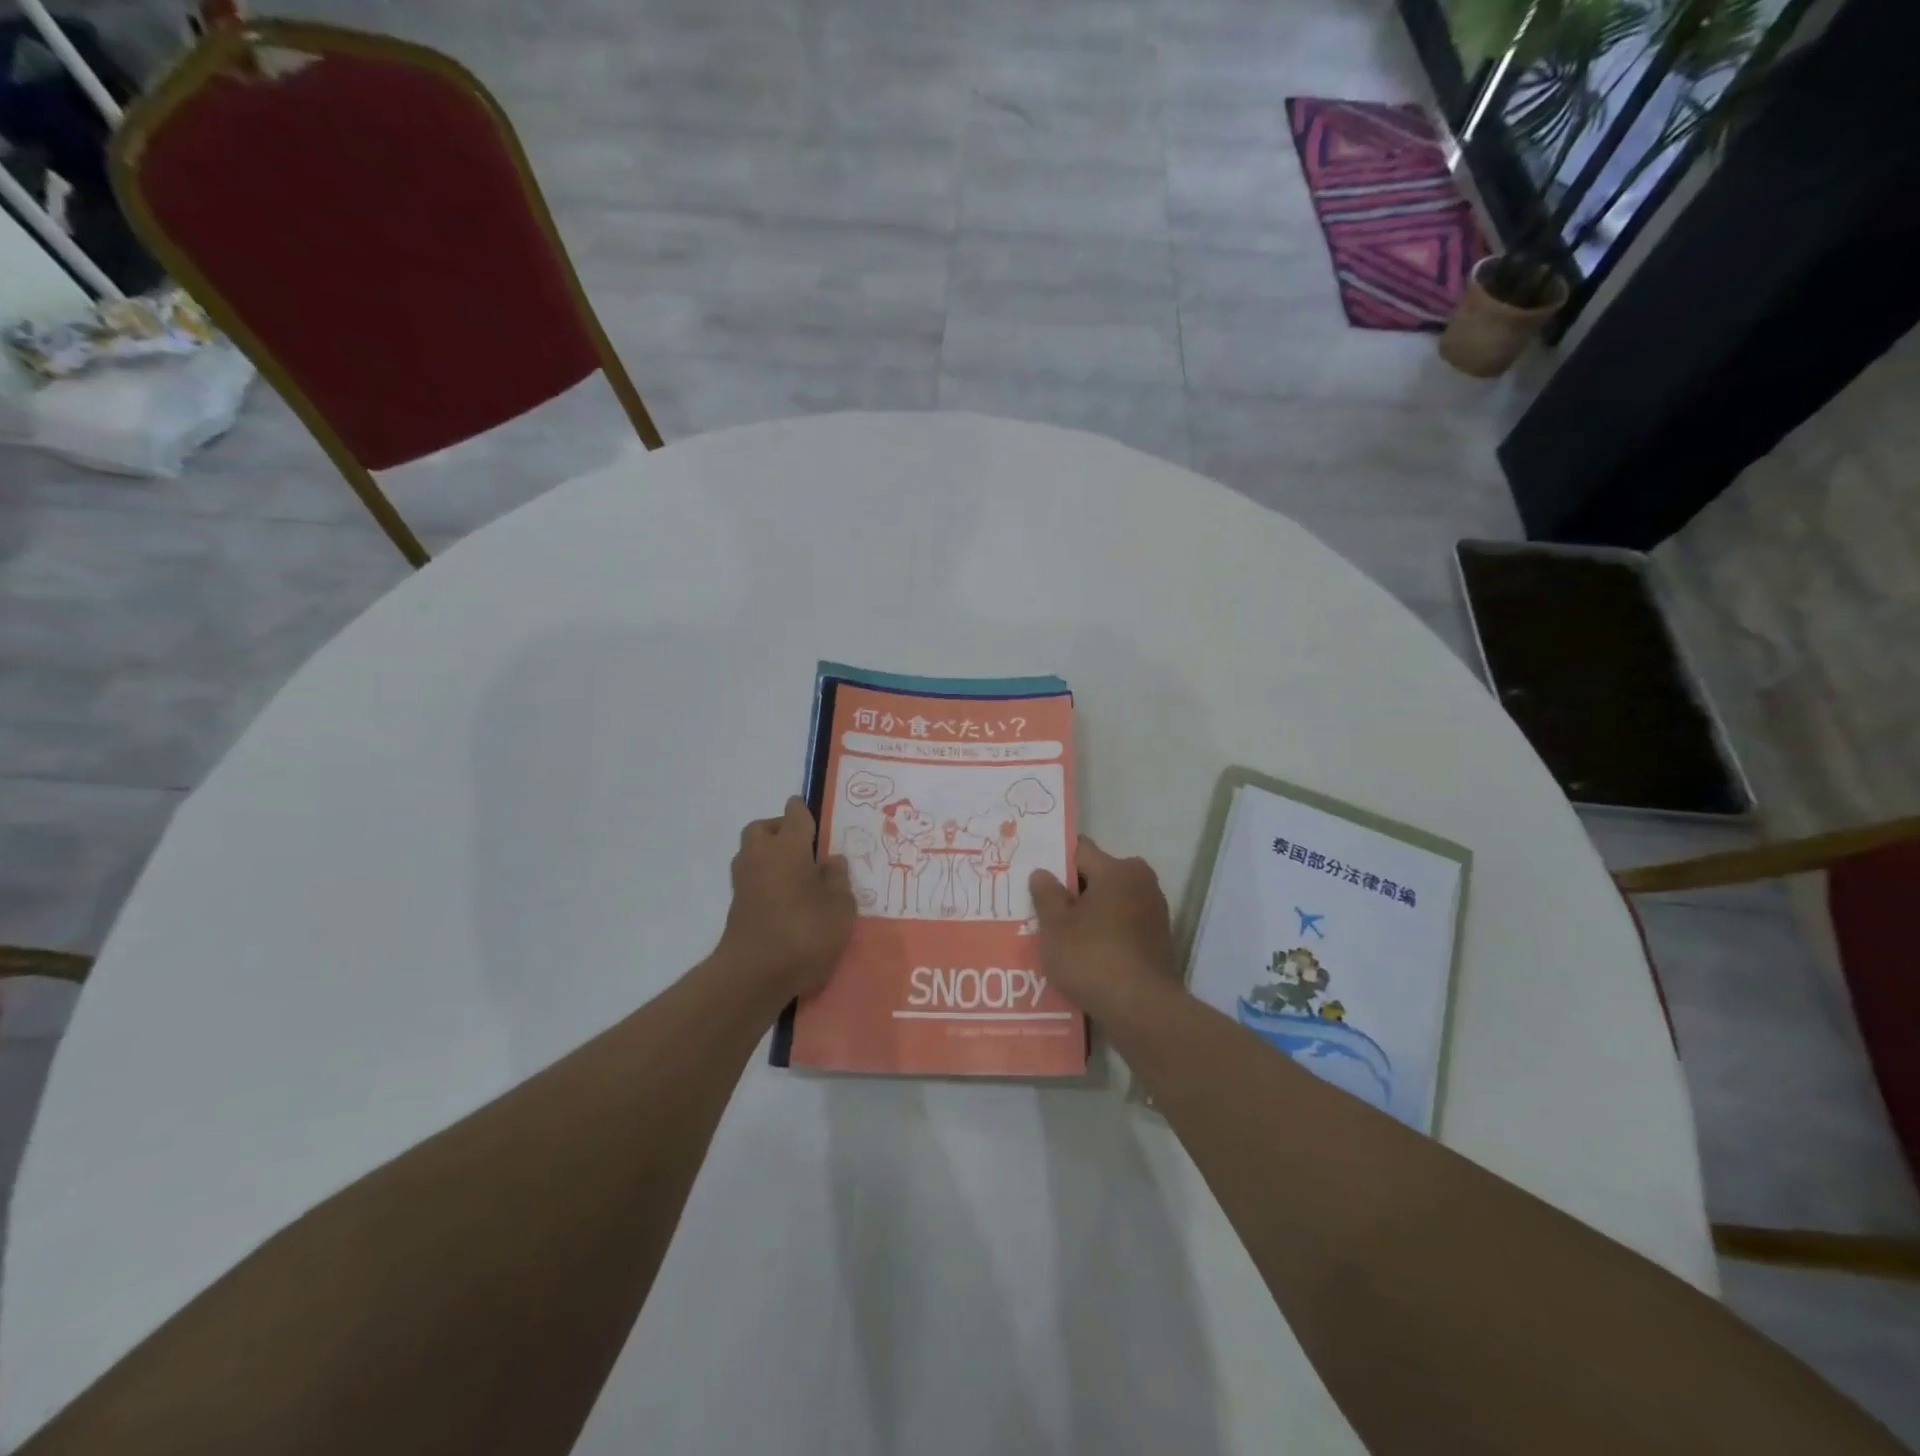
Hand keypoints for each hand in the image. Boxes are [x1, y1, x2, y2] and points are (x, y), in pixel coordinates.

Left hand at [719, 797, 855, 1003]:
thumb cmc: (804, 930)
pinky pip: (754, 883)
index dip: (804, 812)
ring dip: (771, 859)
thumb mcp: (840, 906)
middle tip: (806, 849)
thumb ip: (838, 879)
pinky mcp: (737, 909)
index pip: (795, 813)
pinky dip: (767, 885)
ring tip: (799, 878)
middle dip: (780, 831)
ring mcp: (744, 883)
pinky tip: (789, 903)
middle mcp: (760, 856)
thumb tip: (831, 860)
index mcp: (788, 845)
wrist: (754, 975)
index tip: (815, 818)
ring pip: (754, 855)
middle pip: (763, 829)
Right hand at [1028, 836, 1177, 1019]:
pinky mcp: (1157, 941)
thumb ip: (1046, 894)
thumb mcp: (1056, 926)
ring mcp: (1154, 913)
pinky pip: (1121, 927)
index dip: (1054, 860)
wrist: (1142, 1010)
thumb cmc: (1093, 957)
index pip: (1079, 851)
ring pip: (1109, 904)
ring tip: (1057, 934)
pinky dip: (1103, 934)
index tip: (1033, 874)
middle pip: (1096, 877)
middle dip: (1070, 891)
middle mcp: (1142, 882)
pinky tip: (1081, 954)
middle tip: (1040, 908)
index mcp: (1119, 870)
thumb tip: (1042, 872)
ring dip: (1086, 915)